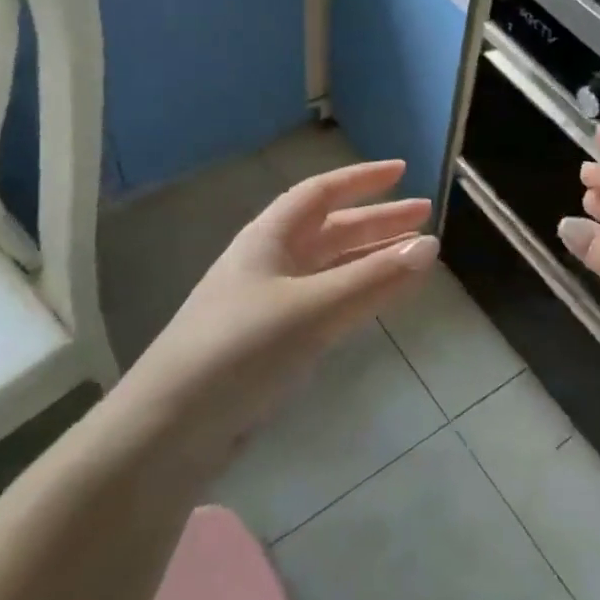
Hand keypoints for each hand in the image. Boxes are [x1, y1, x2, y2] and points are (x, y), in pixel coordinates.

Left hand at [120, 160, 438, 463]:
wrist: (169, 428)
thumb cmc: (241, 349)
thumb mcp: (313, 309)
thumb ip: (373, 279)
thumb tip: (430, 246)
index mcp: (269, 238)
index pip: (321, 193)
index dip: (362, 179)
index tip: (403, 171)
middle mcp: (268, 262)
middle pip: (330, 229)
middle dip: (377, 221)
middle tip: (425, 218)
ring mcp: (268, 303)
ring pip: (329, 267)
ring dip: (370, 258)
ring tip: (414, 257)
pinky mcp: (270, 341)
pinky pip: (324, 301)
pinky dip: (356, 293)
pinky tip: (375, 300)